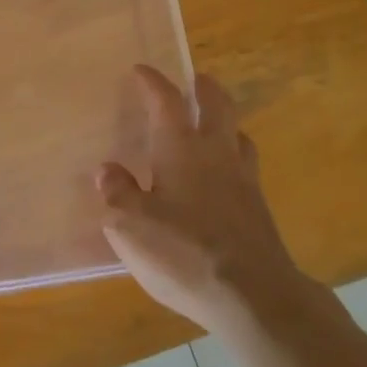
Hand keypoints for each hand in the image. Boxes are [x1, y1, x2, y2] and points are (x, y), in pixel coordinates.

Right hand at [98, 67, 320, 335]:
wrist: (253, 296)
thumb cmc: (183, 252)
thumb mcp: (129, 226)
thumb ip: (117, 193)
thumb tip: (107, 170)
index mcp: (180, 147)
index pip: (166, 100)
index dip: (152, 82)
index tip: (141, 70)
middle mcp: (216, 152)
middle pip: (217, 104)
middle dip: (203, 88)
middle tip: (194, 81)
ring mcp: (244, 180)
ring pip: (238, 134)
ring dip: (225, 122)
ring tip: (212, 127)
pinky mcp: (259, 210)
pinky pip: (246, 168)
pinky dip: (233, 159)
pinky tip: (222, 179)